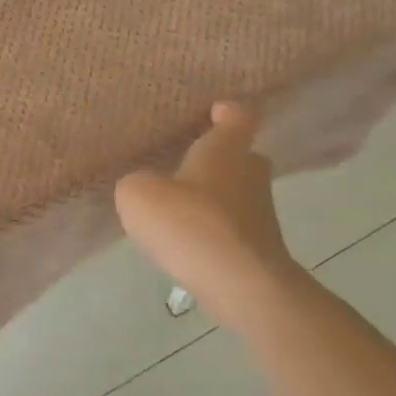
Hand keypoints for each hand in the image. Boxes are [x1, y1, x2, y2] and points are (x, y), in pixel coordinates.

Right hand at [114, 103, 307, 328]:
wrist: (241, 285)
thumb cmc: (190, 224)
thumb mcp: (139, 195)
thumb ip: (136, 184)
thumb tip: (145, 188)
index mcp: (225, 151)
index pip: (237, 119)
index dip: (227, 113)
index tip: (216, 110)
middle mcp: (250, 175)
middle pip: (242, 157)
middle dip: (222, 158)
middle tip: (190, 162)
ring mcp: (260, 215)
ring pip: (237, 195)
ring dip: (215, 198)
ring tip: (180, 207)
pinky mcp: (258, 249)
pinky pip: (232, 228)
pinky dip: (214, 230)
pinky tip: (187, 242)